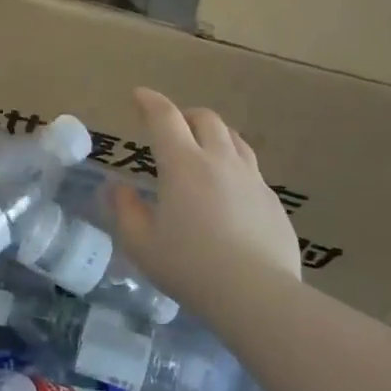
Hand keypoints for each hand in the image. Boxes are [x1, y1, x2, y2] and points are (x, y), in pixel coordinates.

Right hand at [109, 88, 303, 311]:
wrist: (257, 295)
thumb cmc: (190, 267)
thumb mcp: (141, 244)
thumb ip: (126, 210)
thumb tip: (118, 188)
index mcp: (183, 165)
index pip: (165, 118)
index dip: (149, 101)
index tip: (139, 95)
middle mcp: (220, 161)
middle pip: (205, 119)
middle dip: (184, 115)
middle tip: (170, 127)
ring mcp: (252, 179)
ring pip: (234, 139)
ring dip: (213, 134)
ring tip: (201, 149)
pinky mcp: (272, 201)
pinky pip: (251, 168)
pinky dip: (233, 165)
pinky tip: (227, 190)